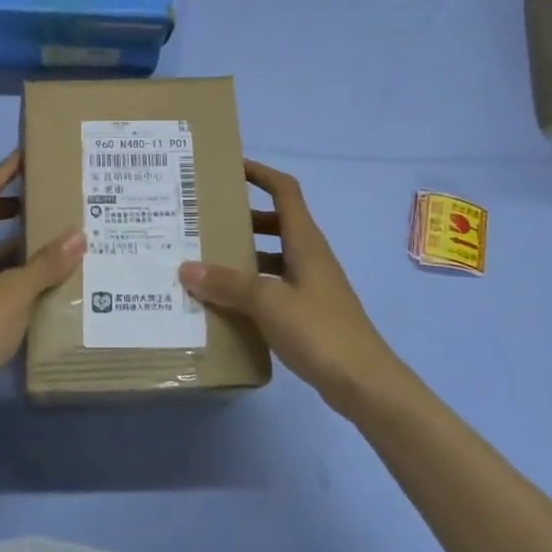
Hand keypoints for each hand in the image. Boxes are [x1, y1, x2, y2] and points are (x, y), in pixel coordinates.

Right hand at [180, 160, 401, 411]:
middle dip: (243, 218)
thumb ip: (228, 284)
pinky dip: (251, 288)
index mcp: (306, 242)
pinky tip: (226, 304)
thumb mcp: (268, 302)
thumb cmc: (320, 330)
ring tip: (206, 262)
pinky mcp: (309, 314)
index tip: (229, 167)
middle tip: (205, 221)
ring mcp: (311, 286)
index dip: (260, 174)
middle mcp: (310, 257)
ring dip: (245, 255)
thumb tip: (187, 267)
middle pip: (276, 223)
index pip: (284, 191)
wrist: (365, 384)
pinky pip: (274, 288)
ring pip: (273, 257)